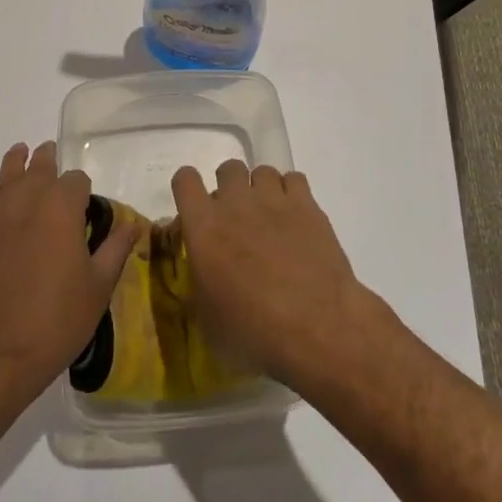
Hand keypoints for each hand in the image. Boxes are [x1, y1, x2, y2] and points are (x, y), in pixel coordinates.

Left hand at [0, 140, 138, 405]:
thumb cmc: (55, 322)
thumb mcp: (98, 288)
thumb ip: (116, 249)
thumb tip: (134, 224)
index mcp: (61, 209)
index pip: (76, 180)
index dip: (84, 191)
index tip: (88, 208)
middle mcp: (26, 201)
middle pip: (39, 167)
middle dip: (49, 161)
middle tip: (53, 154)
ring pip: (6, 176)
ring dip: (17, 163)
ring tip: (22, 153)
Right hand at [171, 160, 380, 391]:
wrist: (316, 327)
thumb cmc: (253, 333)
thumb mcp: (208, 321)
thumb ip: (200, 287)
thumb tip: (204, 279)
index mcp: (204, 227)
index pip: (185, 180)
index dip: (187, 188)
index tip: (194, 207)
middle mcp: (235, 203)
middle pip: (228, 168)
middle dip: (229, 187)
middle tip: (237, 218)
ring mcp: (274, 200)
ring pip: (262, 171)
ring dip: (261, 190)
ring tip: (270, 218)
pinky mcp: (307, 205)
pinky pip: (294, 179)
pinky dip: (292, 193)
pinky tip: (296, 218)